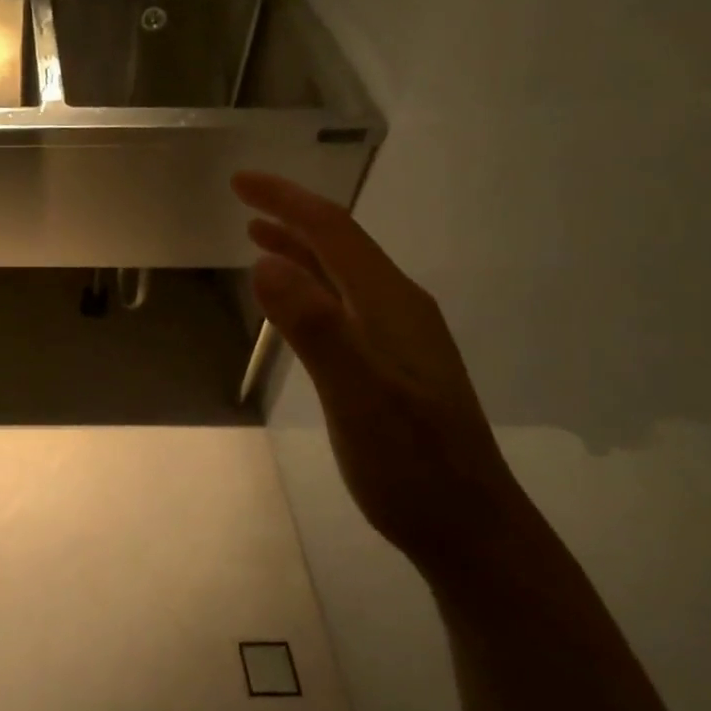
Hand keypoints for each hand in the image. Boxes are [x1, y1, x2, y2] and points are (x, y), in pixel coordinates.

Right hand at [233, 171, 521, 567]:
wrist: (470, 529)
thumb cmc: (411, 466)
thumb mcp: (358, 398)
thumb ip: (316, 329)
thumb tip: (265, 263)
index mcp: (391, 305)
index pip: (334, 233)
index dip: (287, 201)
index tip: (240, 181)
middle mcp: (399, 309)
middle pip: (341, 245)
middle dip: (292, 214)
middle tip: (243, 197)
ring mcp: (400, 338)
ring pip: (343, 274)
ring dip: (301, 247)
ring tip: (258, 233)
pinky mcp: (393, 364)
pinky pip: (345, 304)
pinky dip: (312, 285)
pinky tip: (297, 299)